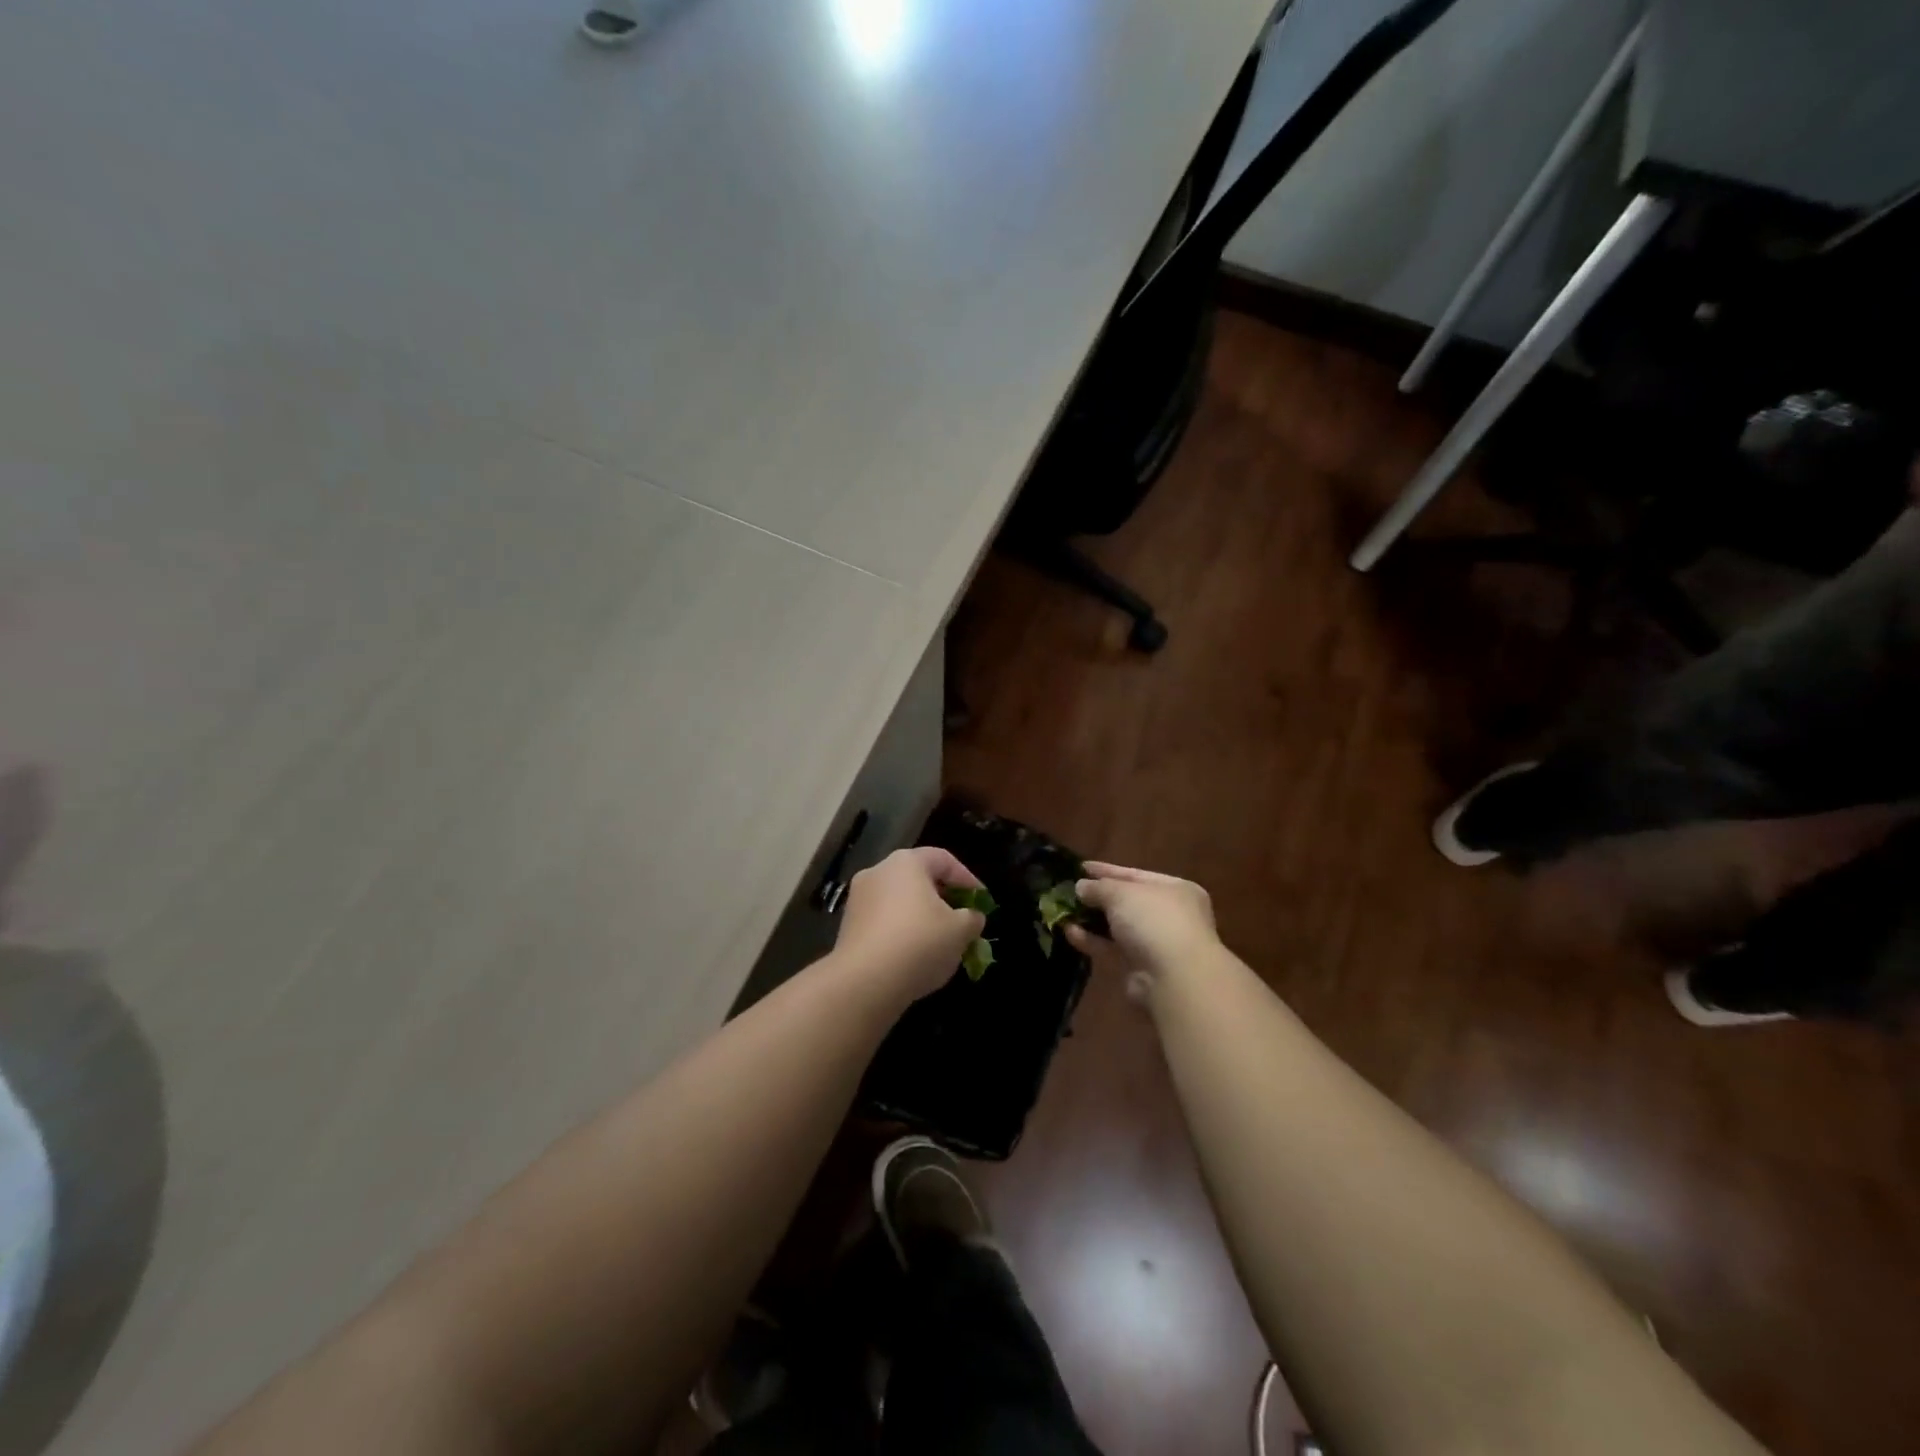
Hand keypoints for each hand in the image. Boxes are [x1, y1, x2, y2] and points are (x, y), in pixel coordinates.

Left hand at [833, 847, 986, 1000]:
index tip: (982, 902)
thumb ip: (972, 918)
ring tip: (940, 944)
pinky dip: (902, 933)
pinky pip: (883, 923)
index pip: (943, 859)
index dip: (967, 879)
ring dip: (922, 918)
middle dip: (943, 900)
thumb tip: (971, 917)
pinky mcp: (847, 927)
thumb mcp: (960, 931)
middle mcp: (878, 872)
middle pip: (918, 879)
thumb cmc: (919, 943)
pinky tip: (914, 957)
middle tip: (962, 921)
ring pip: (899, 903)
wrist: (864, 982)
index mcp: (906, 862)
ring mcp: (858, 899)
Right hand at [1065, 862, 1220, 1001]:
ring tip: (1063, 911)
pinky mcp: (1141, 968)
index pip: (1135, 875)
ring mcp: (1156, 943)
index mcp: (1175, 889)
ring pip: (1118, 927)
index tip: (1081, 867)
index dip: (1107, 870)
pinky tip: (1069, 932)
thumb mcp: (1121, 892)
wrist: (1174, 978)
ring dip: (1092, 919)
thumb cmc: (1153, 920)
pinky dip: (1092, 940)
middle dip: (1098, 897)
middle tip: (1069, 890)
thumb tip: (1081, 886)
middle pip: (1127, 901)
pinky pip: (1112, 948)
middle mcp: (1170, 915)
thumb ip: (1098, 887)